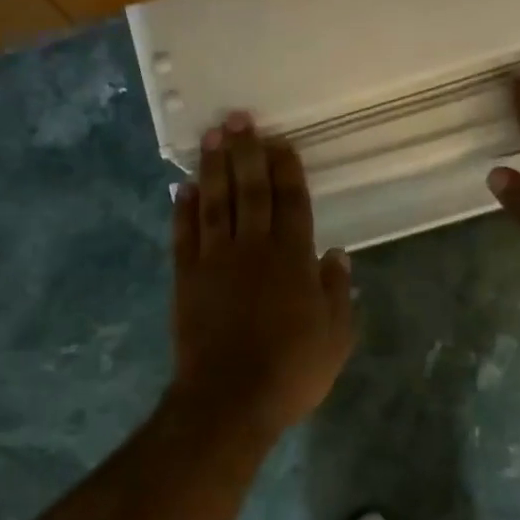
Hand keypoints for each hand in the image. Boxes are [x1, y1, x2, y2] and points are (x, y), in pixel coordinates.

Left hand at [169, 112, 354, 435]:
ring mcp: (215, 260)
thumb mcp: (335, 336)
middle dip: (246, 151)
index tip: (280, 141)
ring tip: (212, 136)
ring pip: (215, 202)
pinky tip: (184, 186)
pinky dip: (183, 208)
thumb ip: (337, 291)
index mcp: (292, 258)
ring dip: (214, 167)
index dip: (286, 169)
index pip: (291, 201)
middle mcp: (253, 248)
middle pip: (251, 190)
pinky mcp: (186, 277)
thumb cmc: (291, 370)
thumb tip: (336, 254)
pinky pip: (184, 234)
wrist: (229, 401)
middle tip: (239, 118)